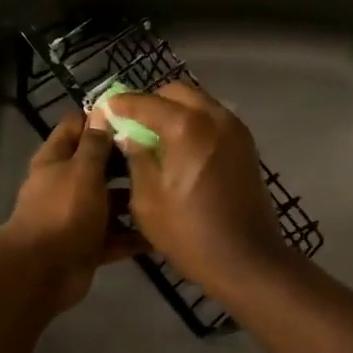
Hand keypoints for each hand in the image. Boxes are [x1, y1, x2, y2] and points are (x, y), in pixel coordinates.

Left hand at [0, 113, 144, 313]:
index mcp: (56, 159)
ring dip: (135, 200)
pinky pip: (116, 237)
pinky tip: (163, 232)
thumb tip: (103, 111)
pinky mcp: (89, 245)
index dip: (102, 119)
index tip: (136, 115)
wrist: (43, 272)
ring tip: (170, 190)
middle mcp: (65, 184)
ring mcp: (77, 216)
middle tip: (163, 153)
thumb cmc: (63, 211)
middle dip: (126, 160)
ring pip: (110, 202)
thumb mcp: (82, 170)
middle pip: (98, 165)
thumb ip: (95, 144)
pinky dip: (135, 237)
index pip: (76, 126)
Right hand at [103, 83, 293, 294]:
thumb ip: (136, 157)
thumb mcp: (147, 198)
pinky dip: (194, 123)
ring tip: (155, 137)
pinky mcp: (246, 145)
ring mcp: (235, 129)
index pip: (146, 102)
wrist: (247, 259)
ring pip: (198, 103)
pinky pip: (213, 119)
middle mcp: (215, 117)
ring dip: (174, 111)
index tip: (105, 110)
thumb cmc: (189, 233)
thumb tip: (128, 134)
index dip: (122, 105)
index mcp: (187, 126)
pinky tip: (180, 148)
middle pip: (177, 93)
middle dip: (151, 102)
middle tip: (131, 124)